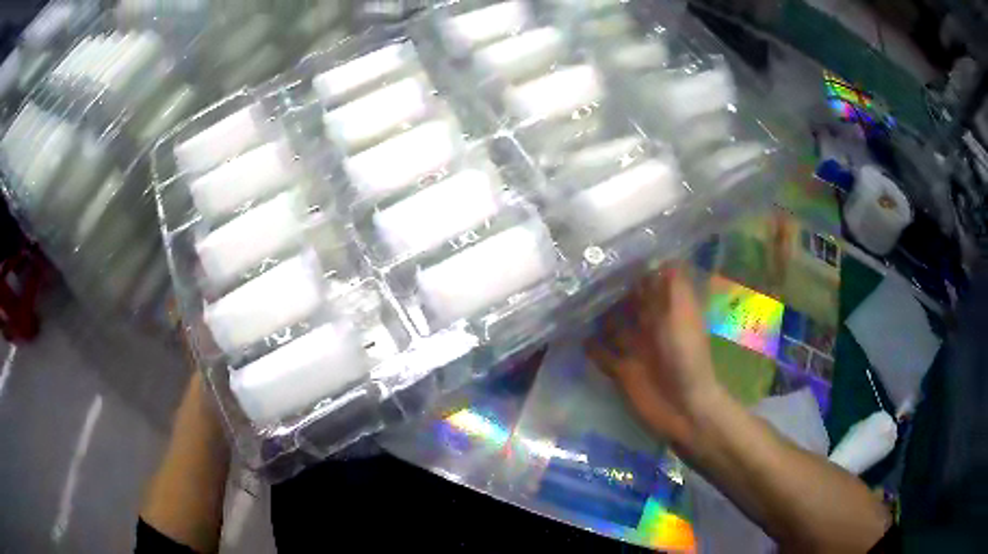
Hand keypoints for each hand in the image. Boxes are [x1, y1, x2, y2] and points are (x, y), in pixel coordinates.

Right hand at [585, 265, 722, 447]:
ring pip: (611, 325)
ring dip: (595, 315)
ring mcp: (635, 348)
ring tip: (569, 297)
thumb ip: (673, 285)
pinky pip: (601, 353)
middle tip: (578, 271)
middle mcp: (649, 325)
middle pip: (626, 302)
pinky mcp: (621, 370)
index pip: (647, 282)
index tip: (607, 249)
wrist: (683, 406)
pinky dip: (590, 345)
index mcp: (666, 310)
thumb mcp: (682, 313)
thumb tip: (664, 251)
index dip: (631, 268)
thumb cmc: (685, 355)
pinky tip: (572, 332)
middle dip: (607, 289)